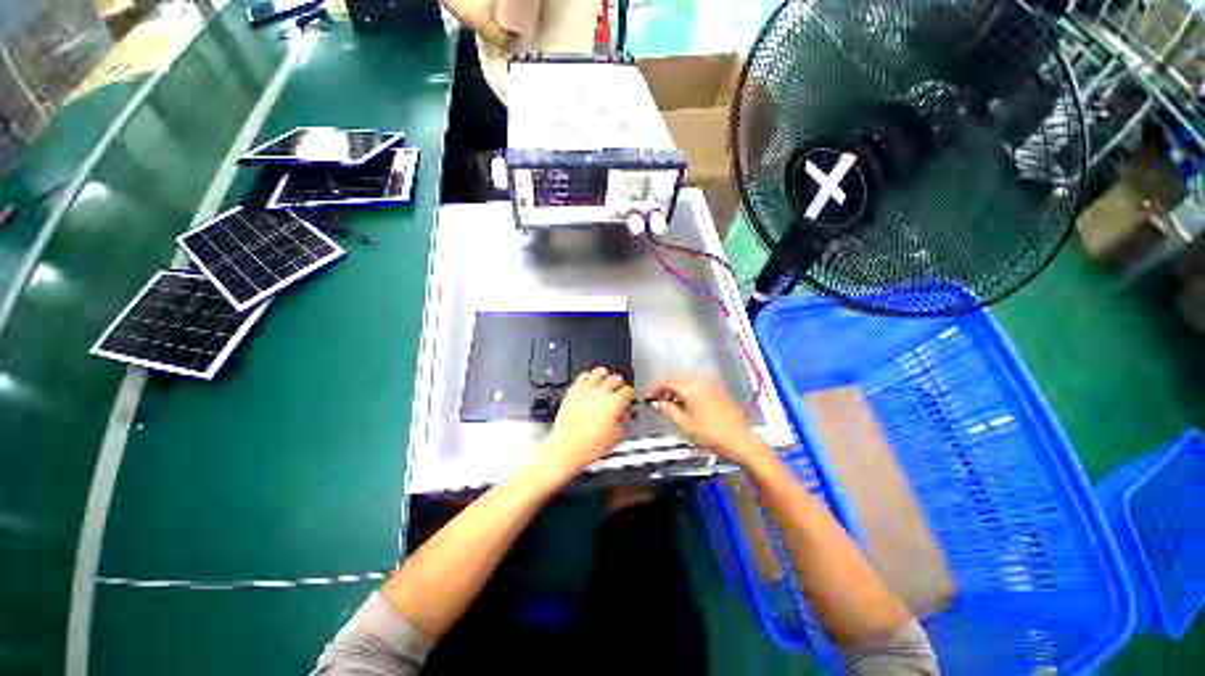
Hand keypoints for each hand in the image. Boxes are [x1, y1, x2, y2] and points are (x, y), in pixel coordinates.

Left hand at [539, 368, 634, 478]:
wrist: (565, 448)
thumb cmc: (588, 446)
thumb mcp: (614, 438)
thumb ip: (624, 423)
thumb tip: (626, 415)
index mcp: (613, 404)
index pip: (628, 391)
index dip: (630, 395)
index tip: (628, 398)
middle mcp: (600, 393)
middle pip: (615, 378)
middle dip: (620, 384)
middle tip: (619, 390)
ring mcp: (585, 390)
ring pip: (599, 372)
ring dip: (605, 376)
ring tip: (605, 381)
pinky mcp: (573, 391)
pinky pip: (583, 376)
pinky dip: (589, 376)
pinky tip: (590, 382)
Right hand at [646, 372, 764, 464]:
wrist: (741, 441)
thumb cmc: (712, 434)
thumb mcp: (684, 424)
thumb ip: (667, 410)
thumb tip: (657, 404)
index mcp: (690, 386)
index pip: (665, 381)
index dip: (653, 389)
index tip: (647, 398)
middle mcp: (701, 379)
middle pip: (675, 379)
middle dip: (664, 390)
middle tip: (657, 404)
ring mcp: (711, 383)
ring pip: (686, 381)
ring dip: (676, 391)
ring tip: (670, 406)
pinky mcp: (718, 388)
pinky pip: (696, 384)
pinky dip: (687, 391)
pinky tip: (685, 405)